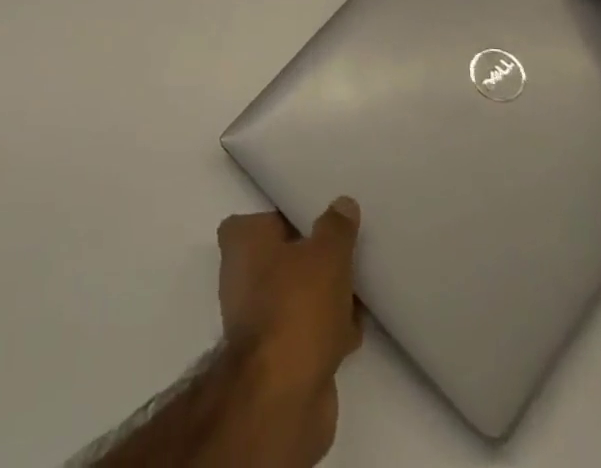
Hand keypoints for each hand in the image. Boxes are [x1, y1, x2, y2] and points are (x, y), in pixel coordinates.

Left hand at [216, 201, 362, 464]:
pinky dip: (327, 329)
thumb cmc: (297, 307)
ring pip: (299, 294)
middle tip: (350, 254)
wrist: (283, 396)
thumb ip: (336, 227)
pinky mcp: (276, 356)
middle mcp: (241, 274)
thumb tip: (343, 204)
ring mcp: (257, 318)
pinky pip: (307, 329)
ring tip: (359, 290)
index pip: (271, 216)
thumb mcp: (327, 255)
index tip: (328, 221)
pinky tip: (354, 329)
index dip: (298, 217)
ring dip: (327, 296)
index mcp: (242, 240)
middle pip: (288, 256)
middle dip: (317, 259)